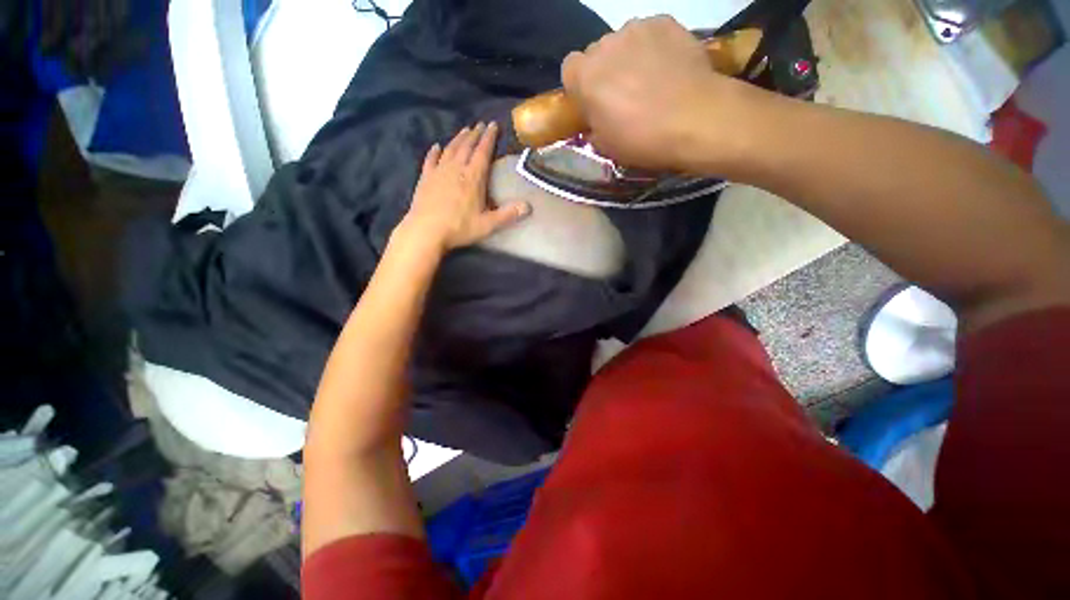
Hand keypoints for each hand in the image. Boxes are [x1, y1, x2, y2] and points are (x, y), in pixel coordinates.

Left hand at [401, 122, 529, 251]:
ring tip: (464, 130)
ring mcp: (439, 172)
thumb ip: (508, 215)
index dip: (489, 137)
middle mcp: (456, 169)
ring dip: (458, 138)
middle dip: (475, 134)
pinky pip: (430, 160)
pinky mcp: (425, 178)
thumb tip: (528, 206)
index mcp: (473, 178)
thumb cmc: (459, 228)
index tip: (493, 125)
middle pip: (466, 146)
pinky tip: (436, 146)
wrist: (426, 231)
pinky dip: (434, 152)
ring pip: (450, 149)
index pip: (483, 152)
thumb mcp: (488, 225)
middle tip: (480, 124)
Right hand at [562, 16, 759, 172]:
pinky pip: (651, 34)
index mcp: (585, 77)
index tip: (592, 102)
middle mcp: (605, 45)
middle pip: (597, 53)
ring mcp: (637, 29)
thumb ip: (593, 127)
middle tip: (623, 95)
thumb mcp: (606, 146)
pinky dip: (654, 48)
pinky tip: (668, 68)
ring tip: (650, 81)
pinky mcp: (666, 22)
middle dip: (605, 71)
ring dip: (629, 58)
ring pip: (624, 42)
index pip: (569, 69)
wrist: (695, 119)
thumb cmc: (642, 139)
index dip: (580, 86)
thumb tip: (595, 120)